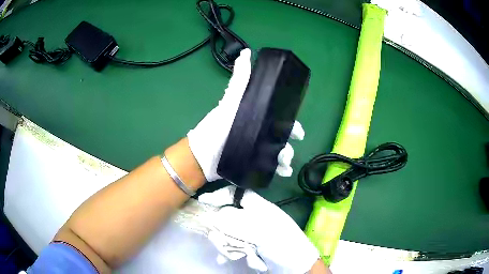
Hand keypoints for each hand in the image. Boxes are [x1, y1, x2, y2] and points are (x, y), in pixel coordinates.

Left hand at [187, 49, 304, 181]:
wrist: (201, 157)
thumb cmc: (216, 128)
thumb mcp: (230, 102)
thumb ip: (239, 80)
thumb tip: (246, 53)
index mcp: (256, 117)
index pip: (279, 119)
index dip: (291, 124)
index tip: (298, 132)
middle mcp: (258, 133)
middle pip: (281, 137)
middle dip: (289, 143)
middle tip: (289, 150)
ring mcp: (255, 150)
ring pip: (278, 153)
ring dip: (286, 158)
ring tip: (284, 163)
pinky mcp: (252, 165)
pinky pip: (269, 168)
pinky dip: (279, 170)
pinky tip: (283, 172)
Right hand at [198, 186, 318, 272]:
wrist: (295, 265)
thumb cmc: (282, 243)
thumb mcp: (260, 230)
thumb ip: (235, 221)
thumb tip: (215, 216)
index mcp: (259, 208)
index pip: (236, 194)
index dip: (219, 195)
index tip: (203, 201)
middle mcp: (253, 218)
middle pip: (227, 216)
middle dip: (221, 229)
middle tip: (218, 239)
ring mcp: (251, 233)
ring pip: (228, 232)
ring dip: (227, 243)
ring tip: (235, 254)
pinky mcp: (249, 245)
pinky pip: (233, 245)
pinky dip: (230, 251)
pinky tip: (232, 258)